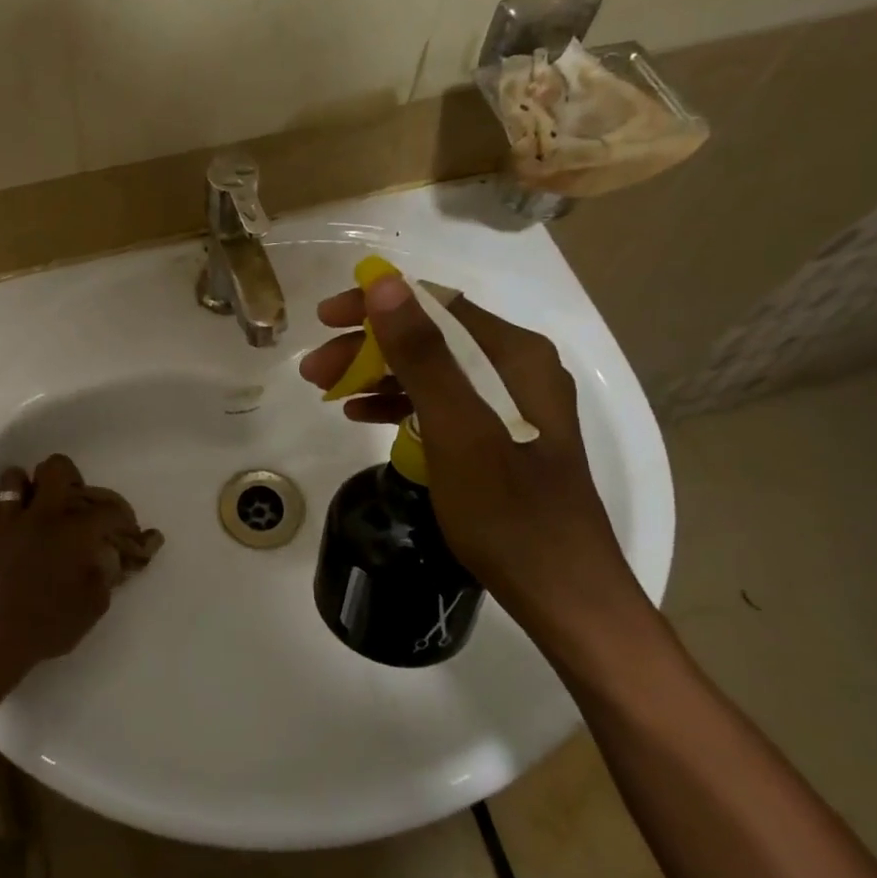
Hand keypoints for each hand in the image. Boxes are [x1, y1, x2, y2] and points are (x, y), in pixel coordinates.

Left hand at [0, 454, 131, 672]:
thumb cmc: (48, 625)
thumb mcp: (93, 606)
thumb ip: (105, 575)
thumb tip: (108, 558)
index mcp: (75, 531)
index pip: (108, 509)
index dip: (123, 517)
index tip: (125, 530)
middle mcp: (43, 514)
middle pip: (57, 468)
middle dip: (70, 478)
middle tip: (72, 503)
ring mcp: (7, 519)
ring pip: (14, 477)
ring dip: (27, 489)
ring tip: (33, 509)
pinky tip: (6, 526)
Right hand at [299, 274, 643, 634]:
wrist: (562, 593)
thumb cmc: (508, 511)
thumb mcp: (457, 429)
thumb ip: (422, 355)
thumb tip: (384, 284)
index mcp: (514, 356)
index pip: (435, 305)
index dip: (376, 305)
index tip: (324, 319)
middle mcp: (516, 369)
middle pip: (430, 338)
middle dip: (368, 347)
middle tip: (314, 369)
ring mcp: (509, 405)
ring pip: (431, 372)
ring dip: (377, 376)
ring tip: (327, 393)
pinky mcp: (498, 438)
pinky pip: (440, 405)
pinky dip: (399, 405)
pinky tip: (363, 416)